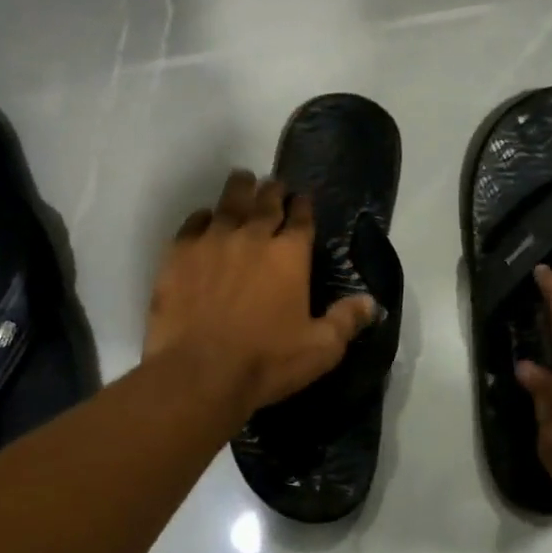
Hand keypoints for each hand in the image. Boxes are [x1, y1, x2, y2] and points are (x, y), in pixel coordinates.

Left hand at [145, 169, 374, 417]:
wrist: (199, 373)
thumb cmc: (266, 361)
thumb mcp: (320, 348)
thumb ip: (346, 320)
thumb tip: (372, 302)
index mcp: (290, 255)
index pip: (301, 218)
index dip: (304, 205)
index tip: (303, 198)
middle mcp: (253, 237)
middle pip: (266, 202)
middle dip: (273, 190)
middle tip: (274, 184)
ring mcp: (213, 241)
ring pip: (229, 203)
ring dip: (240, 188)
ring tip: (243, 179)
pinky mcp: (179, 253)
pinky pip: (193, 223)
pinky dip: (203, 216)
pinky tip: (205, 217)